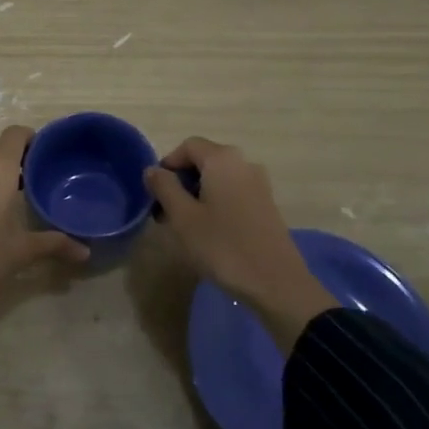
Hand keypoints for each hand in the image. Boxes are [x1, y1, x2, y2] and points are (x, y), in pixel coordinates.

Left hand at [0, 126, 88, 347]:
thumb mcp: (20, 252)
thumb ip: (54, 244)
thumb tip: (86, 251)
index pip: (16, 134)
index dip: (35, 138)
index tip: (54, 155)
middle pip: (0, 148)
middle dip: (23, 157)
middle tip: (47, 177)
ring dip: (3, 173)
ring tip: (28, 194)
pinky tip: (0, 212)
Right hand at [145, 137, 334, 351]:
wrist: (275, 283)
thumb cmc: (222, 246)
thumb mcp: (183, 217)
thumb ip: (164, 187)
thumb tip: (153, 170)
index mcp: (222, 159)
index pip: (188, 145)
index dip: (167, 164)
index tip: (155, 192)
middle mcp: (244, 163)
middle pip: (204, 160)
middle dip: (180, 181)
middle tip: (164, 211)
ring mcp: (259, 184)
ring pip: (218, 179)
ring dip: (196, 194)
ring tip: (183, 224)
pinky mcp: (266, 205)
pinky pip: (233, 193)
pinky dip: (215, 203)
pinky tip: (208, 231)